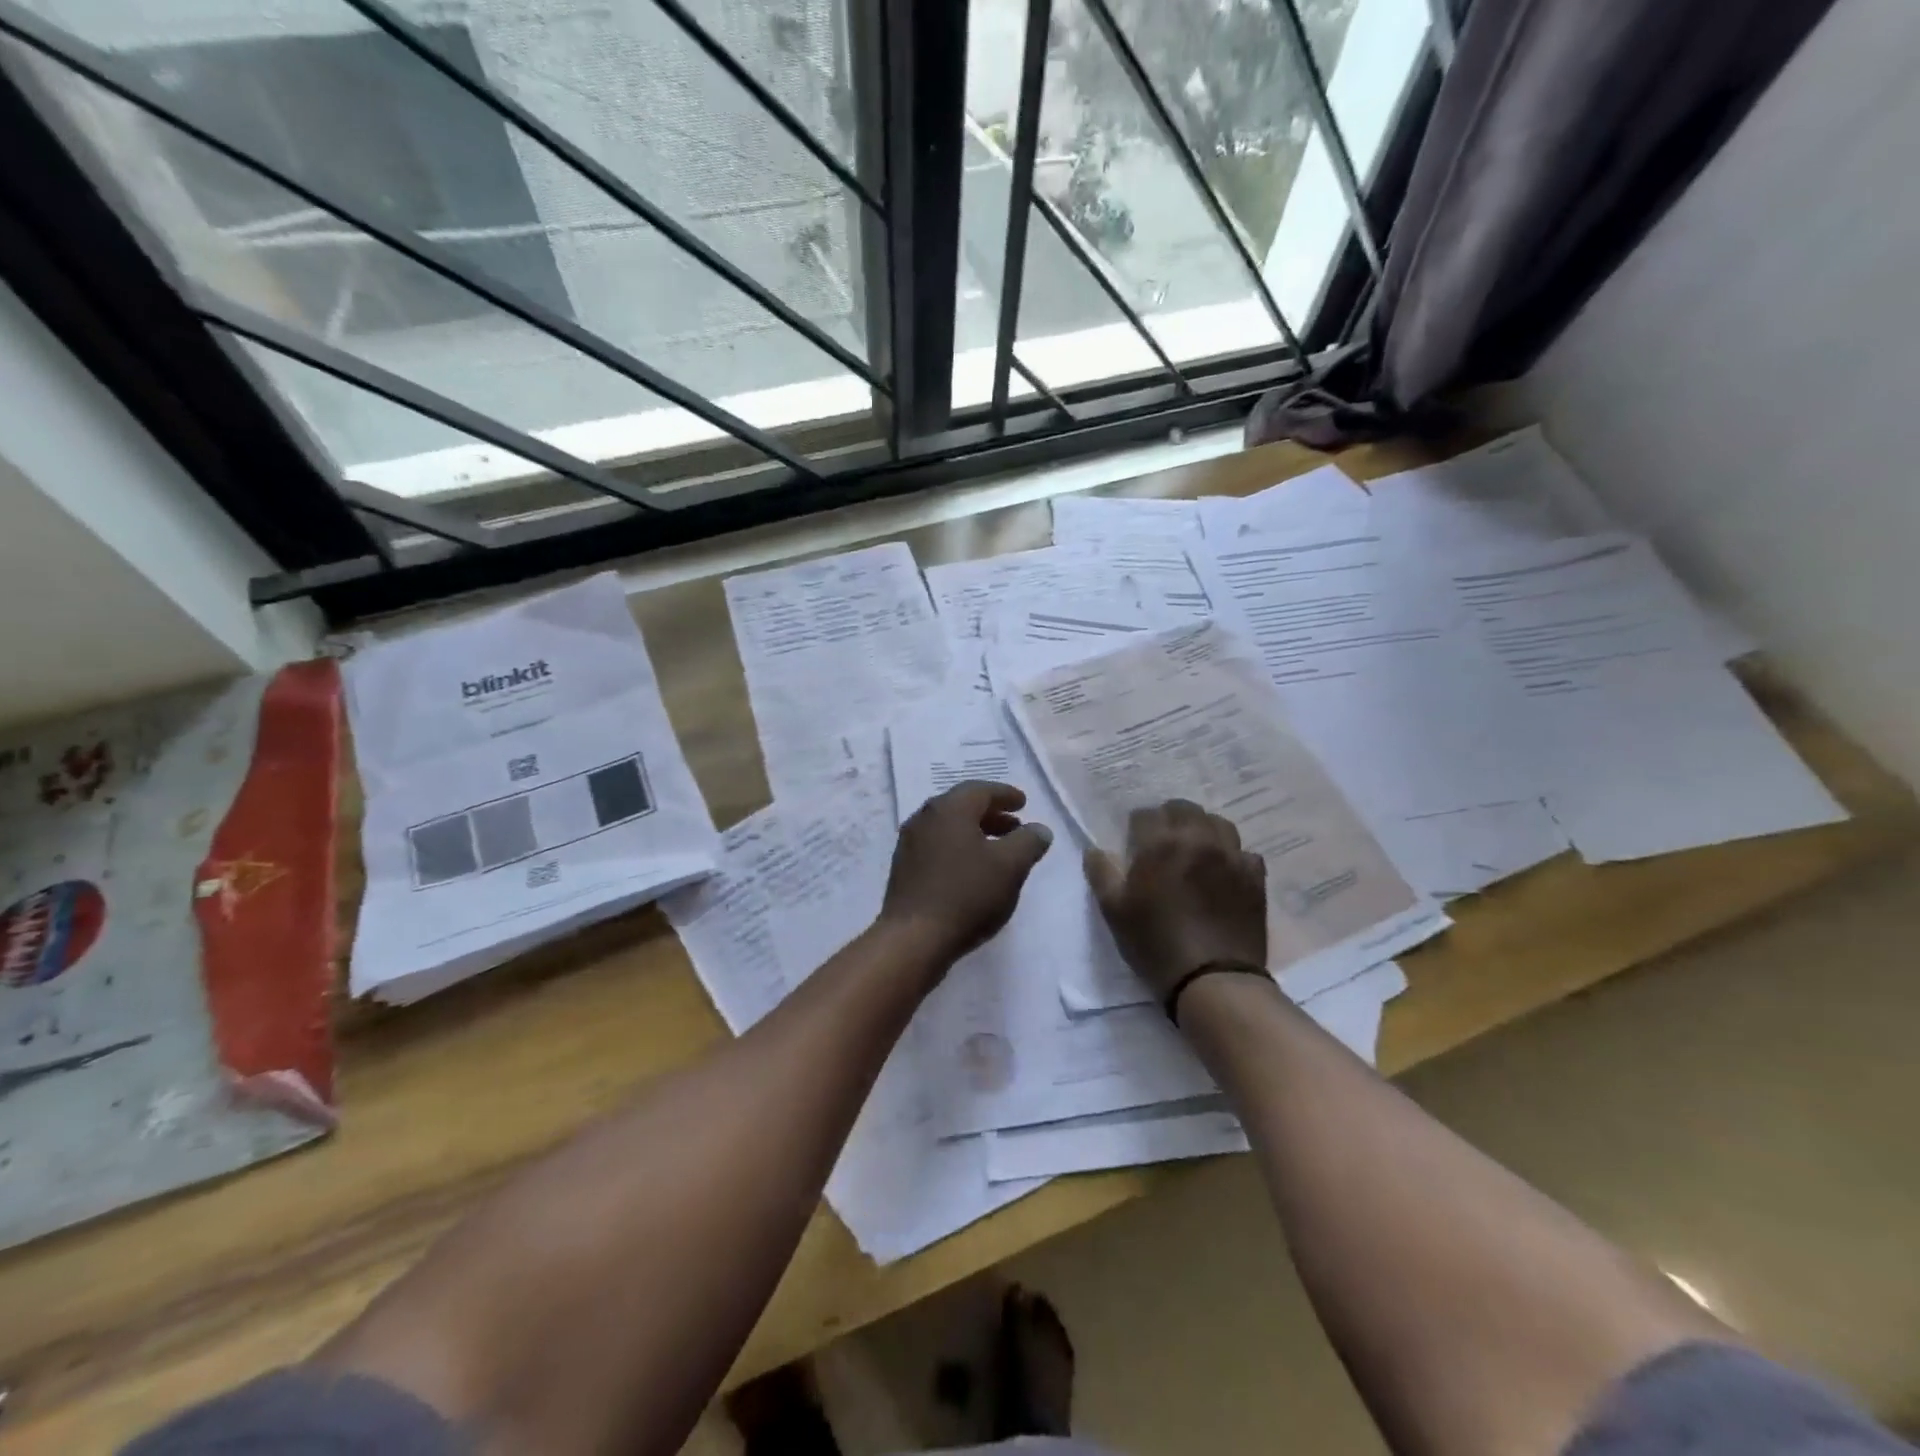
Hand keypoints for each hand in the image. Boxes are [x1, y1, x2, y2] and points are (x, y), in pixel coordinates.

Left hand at [880, 781, 1053, 968]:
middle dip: (991, 814)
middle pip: (962, 806)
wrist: (914, 938)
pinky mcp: (904, 868)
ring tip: (998, 850)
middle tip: (1015, 827)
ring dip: (975, 832)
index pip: (981, 790)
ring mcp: (910, 843)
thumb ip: (1029, 842)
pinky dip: (958, 848)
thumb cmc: (967, 894)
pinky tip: (972, 870)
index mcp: (950, 808)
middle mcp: (925, 817)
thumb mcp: (1010, 866)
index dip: (1006, 795)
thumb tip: (1039, 829)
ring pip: (949, 827)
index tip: (1024, 803)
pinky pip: (937, 846)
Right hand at [1084, 799, 1266, 1002]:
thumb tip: (1094, 849)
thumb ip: (1102, 873)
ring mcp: (1232, 856)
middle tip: (1162, 844)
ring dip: (1203, 830)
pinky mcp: (1255, 877)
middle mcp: (1199, 839)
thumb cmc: (1155, 943)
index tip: (1134, 845)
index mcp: (1161, 843)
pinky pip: (1244, 852)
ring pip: (1218, 824)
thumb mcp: (1114, 911)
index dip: (1136, 828)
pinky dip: (1232, 856)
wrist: (1213, 980)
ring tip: (1195, 851)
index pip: (1146, 815)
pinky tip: (1223, 873)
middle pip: (1184, 809)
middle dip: (1170, 820)